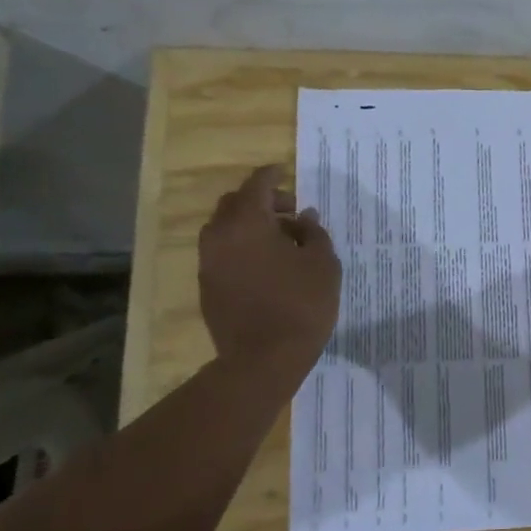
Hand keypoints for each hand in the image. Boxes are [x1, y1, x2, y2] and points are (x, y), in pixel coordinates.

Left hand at [198, 166, 341, 364]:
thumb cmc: (301, 306)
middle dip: (260, 201)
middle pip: (234, 204)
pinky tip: (265, 266)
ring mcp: (208, 263)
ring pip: (224, 229)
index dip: (272, 175)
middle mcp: (220, 236)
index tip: (284, 171)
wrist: (263, 359)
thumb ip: (314, 234)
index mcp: (248, 223)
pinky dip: (241, 248)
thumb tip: (304, 217)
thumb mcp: (323, 265)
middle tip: (289, 214)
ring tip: (279, 242)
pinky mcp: (207, 287)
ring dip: (249, 226)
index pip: (257, 185)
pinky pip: (222, 254)